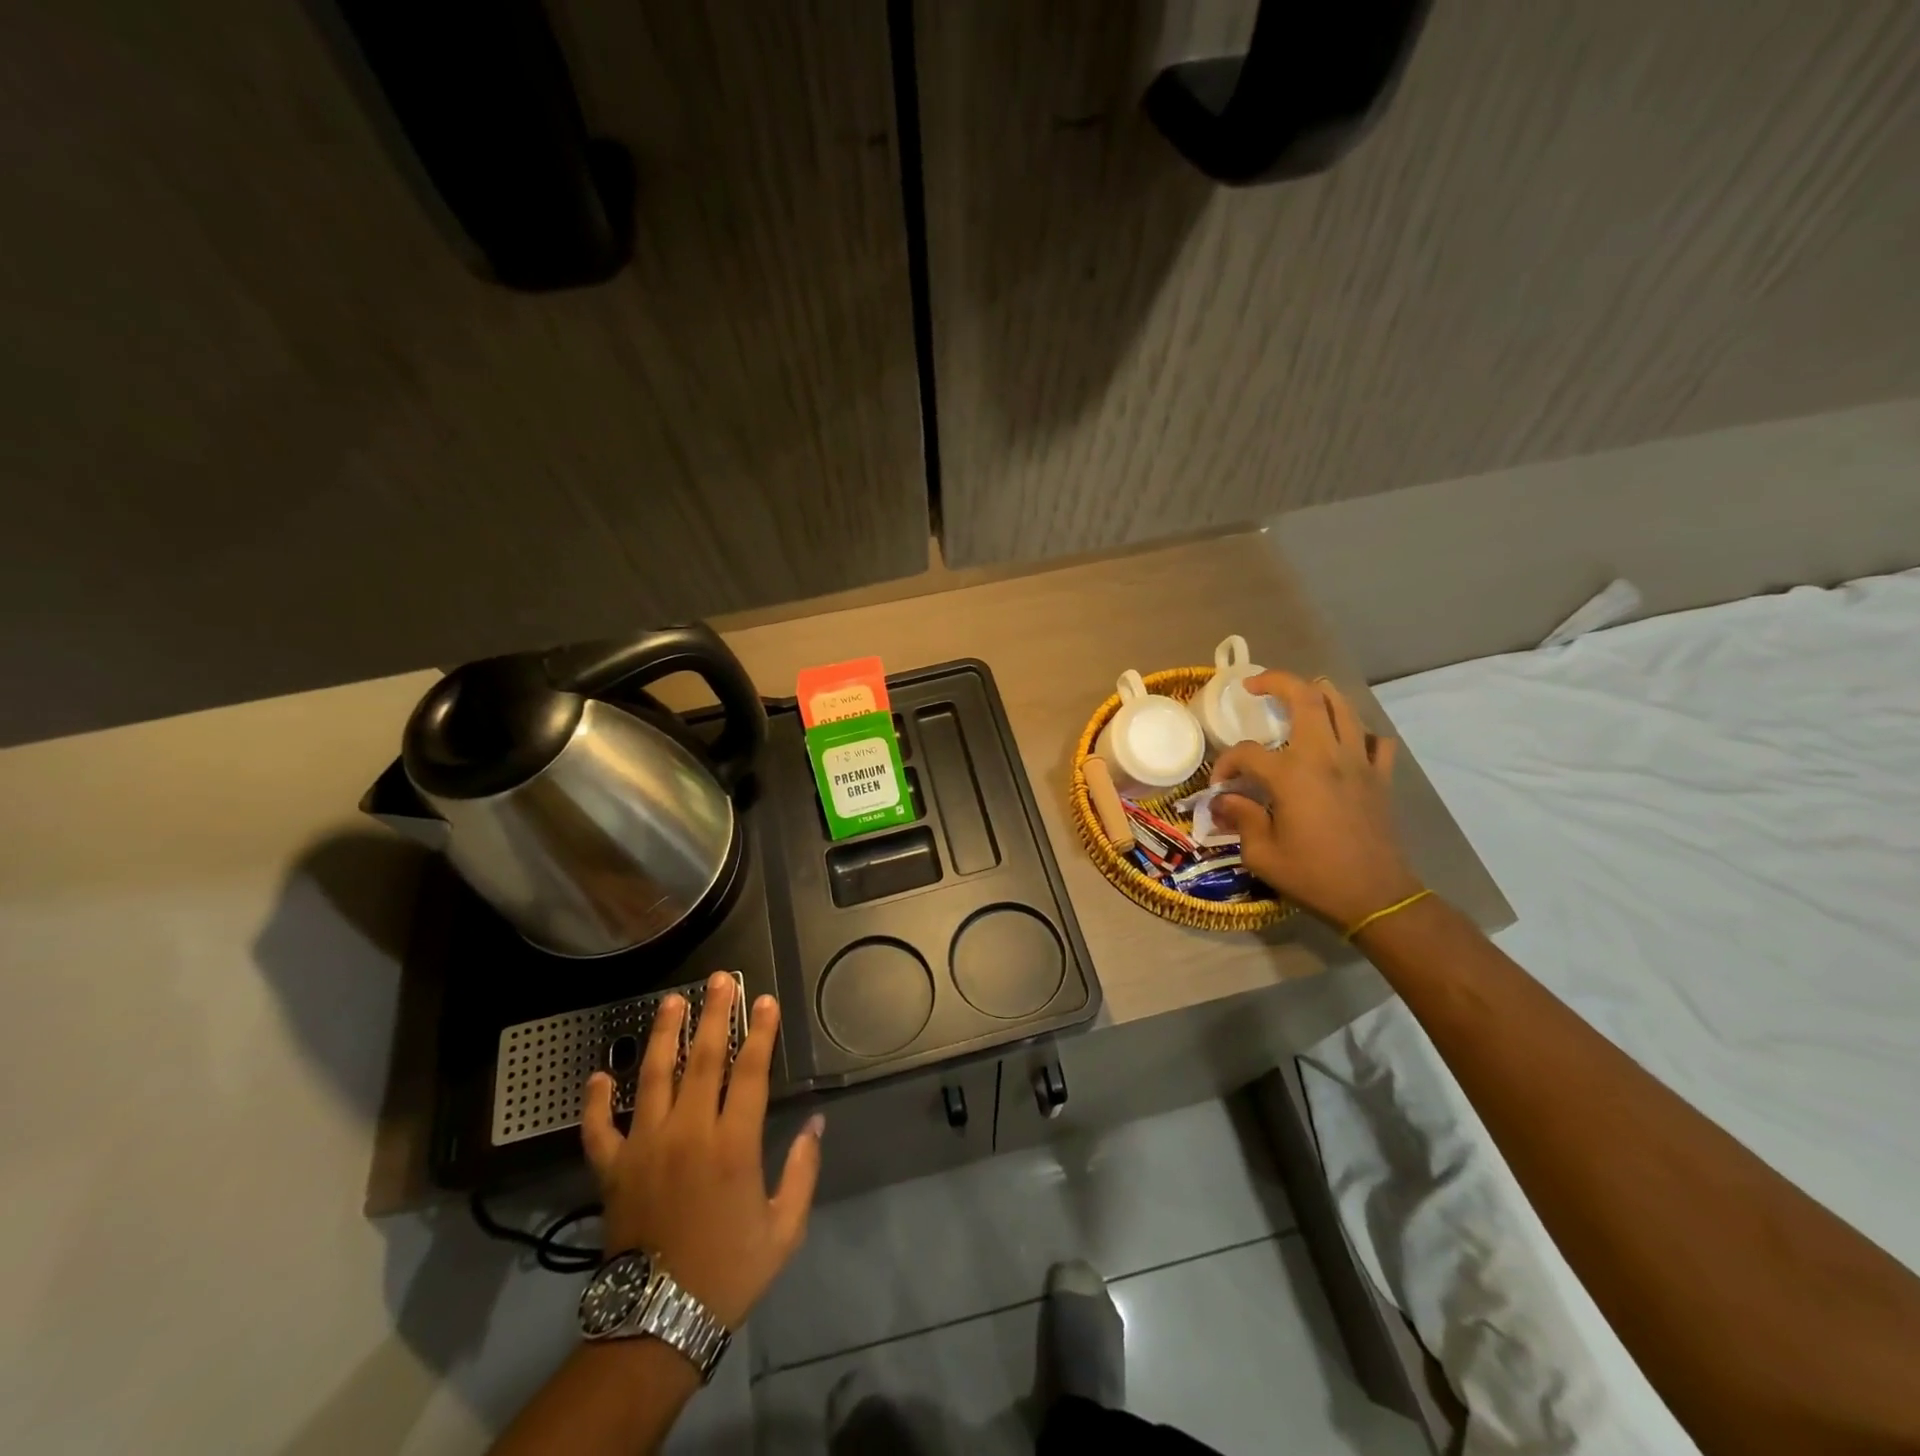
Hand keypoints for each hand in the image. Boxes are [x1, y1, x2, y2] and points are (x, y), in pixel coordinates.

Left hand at [581, 974, 822, 1328]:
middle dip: (714, 1014)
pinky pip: (599, 1127)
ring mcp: (644, 1147)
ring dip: (664, 1035)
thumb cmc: (729, 1270)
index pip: (750, 1071)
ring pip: (653, 1077)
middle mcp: (688, 1132)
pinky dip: (595, 1100)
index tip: (764, 1001)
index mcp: (733, 1145)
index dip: (760, 1031)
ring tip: (671, 1001)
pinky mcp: (611, 1169)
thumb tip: (815, 1123)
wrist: (658, 1323)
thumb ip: (802, 1170)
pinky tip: (598, 1075)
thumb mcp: (784, 1228)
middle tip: (719, 980)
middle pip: (703, 1059)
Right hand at [1210, 672, 1422, 929]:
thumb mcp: (1262, 854)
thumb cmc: (1313, 876)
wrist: (1376, 897)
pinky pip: (1375, 741)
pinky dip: (1359, 733)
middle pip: (1305, 698)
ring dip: (1319, 694)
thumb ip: (1241, 818)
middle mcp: (1326, 757)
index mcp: (1292, 774)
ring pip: (1343, 708)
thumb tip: (1224, 801)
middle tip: (1256, 686)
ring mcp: (1359, 763)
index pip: (1247, 752)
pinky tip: (1345, 742)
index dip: (1227, 764)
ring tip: (1300, 695)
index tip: (1221, 787)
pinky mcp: (1380, 778)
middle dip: (1277, 682)